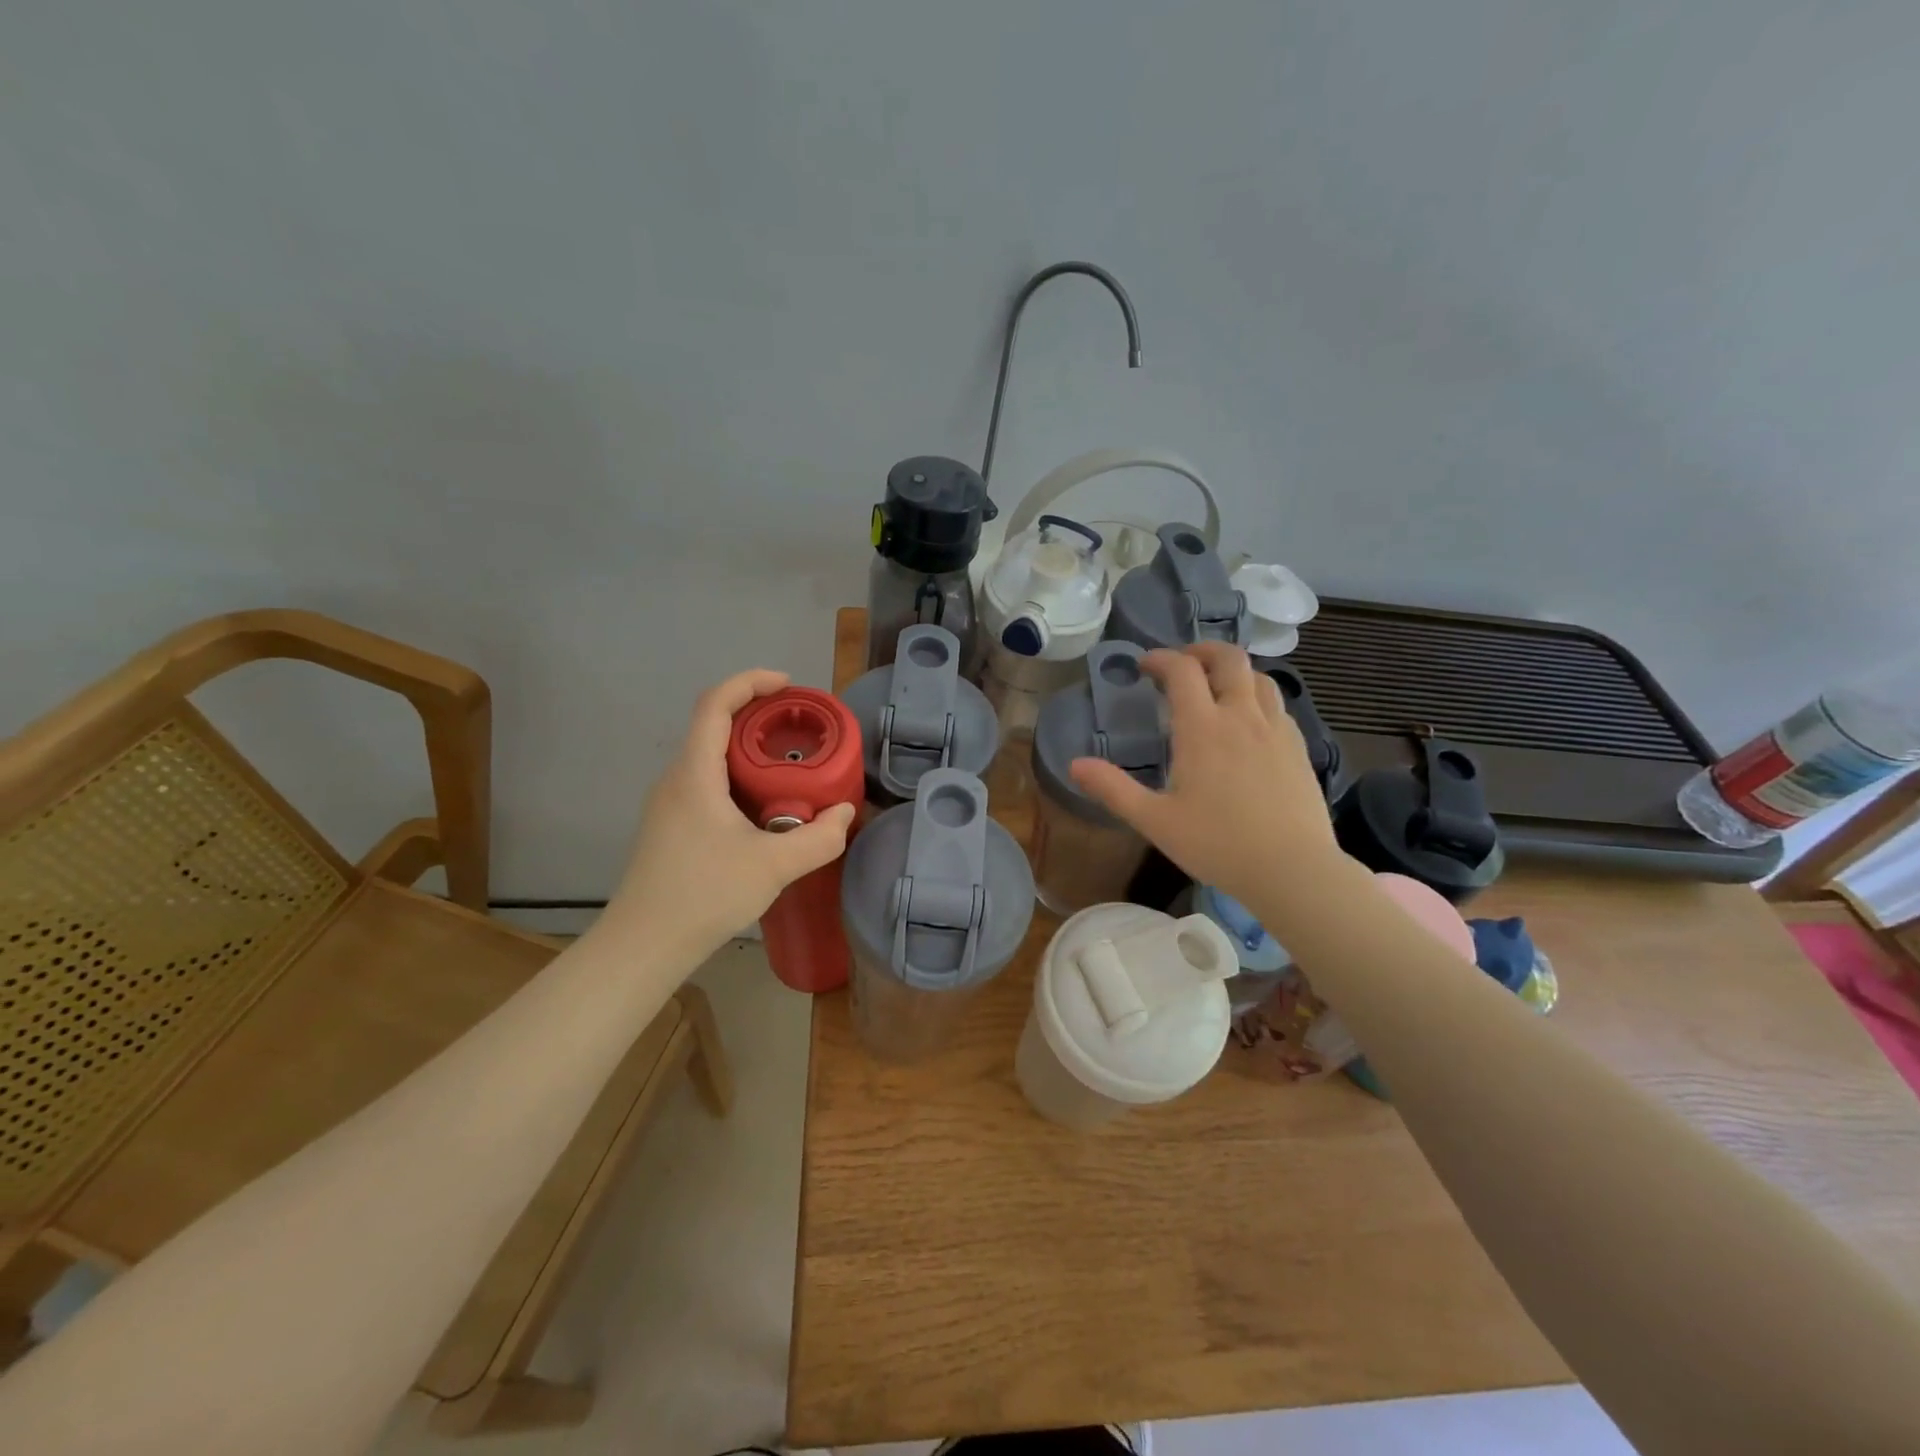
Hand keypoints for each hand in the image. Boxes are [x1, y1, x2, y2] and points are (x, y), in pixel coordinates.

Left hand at [607, 669, 855, 962]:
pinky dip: (739, 777)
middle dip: (758, 717)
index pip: (715, 704)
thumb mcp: (774, 866)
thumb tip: (844, 814)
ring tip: (791, 765)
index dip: (750, 682)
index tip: (787, 685)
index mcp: (695, 774)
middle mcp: (677, 779)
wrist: (644, 945)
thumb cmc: (704, 894)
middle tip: (800, 729)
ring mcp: (670, 804)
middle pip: (714, 727)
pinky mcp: (673, 827)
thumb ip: (818, 838)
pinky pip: (708, 783)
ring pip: (711, 758)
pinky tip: (765, 807)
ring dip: (749, 750)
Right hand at [1069, 643, 1340, 917]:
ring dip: (1234, 672)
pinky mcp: (1299, 748)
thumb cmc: (1217, 844)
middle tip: (1183, 664)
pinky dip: (1258, 698)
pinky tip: (1250, 724)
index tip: (1144, 666)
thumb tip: (1075, 765)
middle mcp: (1242, 716)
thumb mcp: (1154, 820)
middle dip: (1202, 650)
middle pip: (1229, 658)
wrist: (1292, 869)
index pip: (1181, 670)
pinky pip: (1279, 705)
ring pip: (1259, 677)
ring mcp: (1277, 730)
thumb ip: (1113, 789)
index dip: (1160, 658)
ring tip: (1216, 689)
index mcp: (1203, 728)